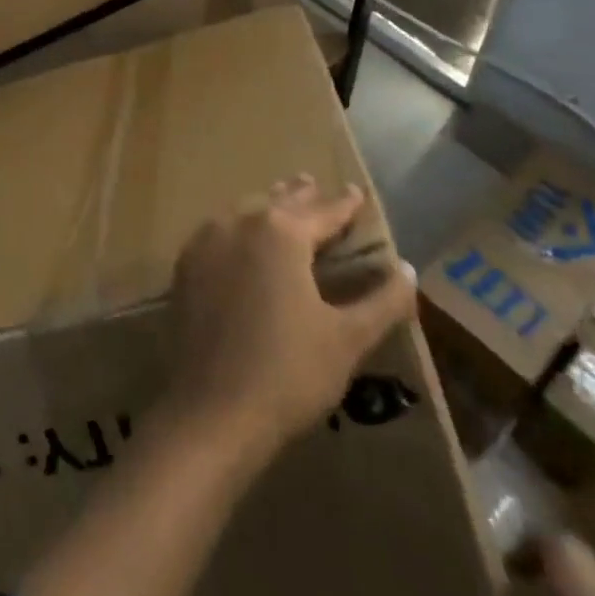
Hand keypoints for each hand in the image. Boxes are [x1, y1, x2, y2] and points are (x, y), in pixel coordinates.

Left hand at [161, 175, 415, 463]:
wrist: (213, 410)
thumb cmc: (289, 372)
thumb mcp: (347, 339)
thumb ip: (382, 301)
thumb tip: (408, 269)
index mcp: (281, 232)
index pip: (322, 210)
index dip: (343, 203)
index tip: (355, 191)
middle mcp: (240, 222)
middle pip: (278, 201)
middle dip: (300, 195)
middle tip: (315, 185)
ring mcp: (207, 241)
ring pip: (245, 211)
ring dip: (267, 206)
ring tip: (281, 204)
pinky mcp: (186, 265)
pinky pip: (219, 232)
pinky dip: (238, 228)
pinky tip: (241, 240)